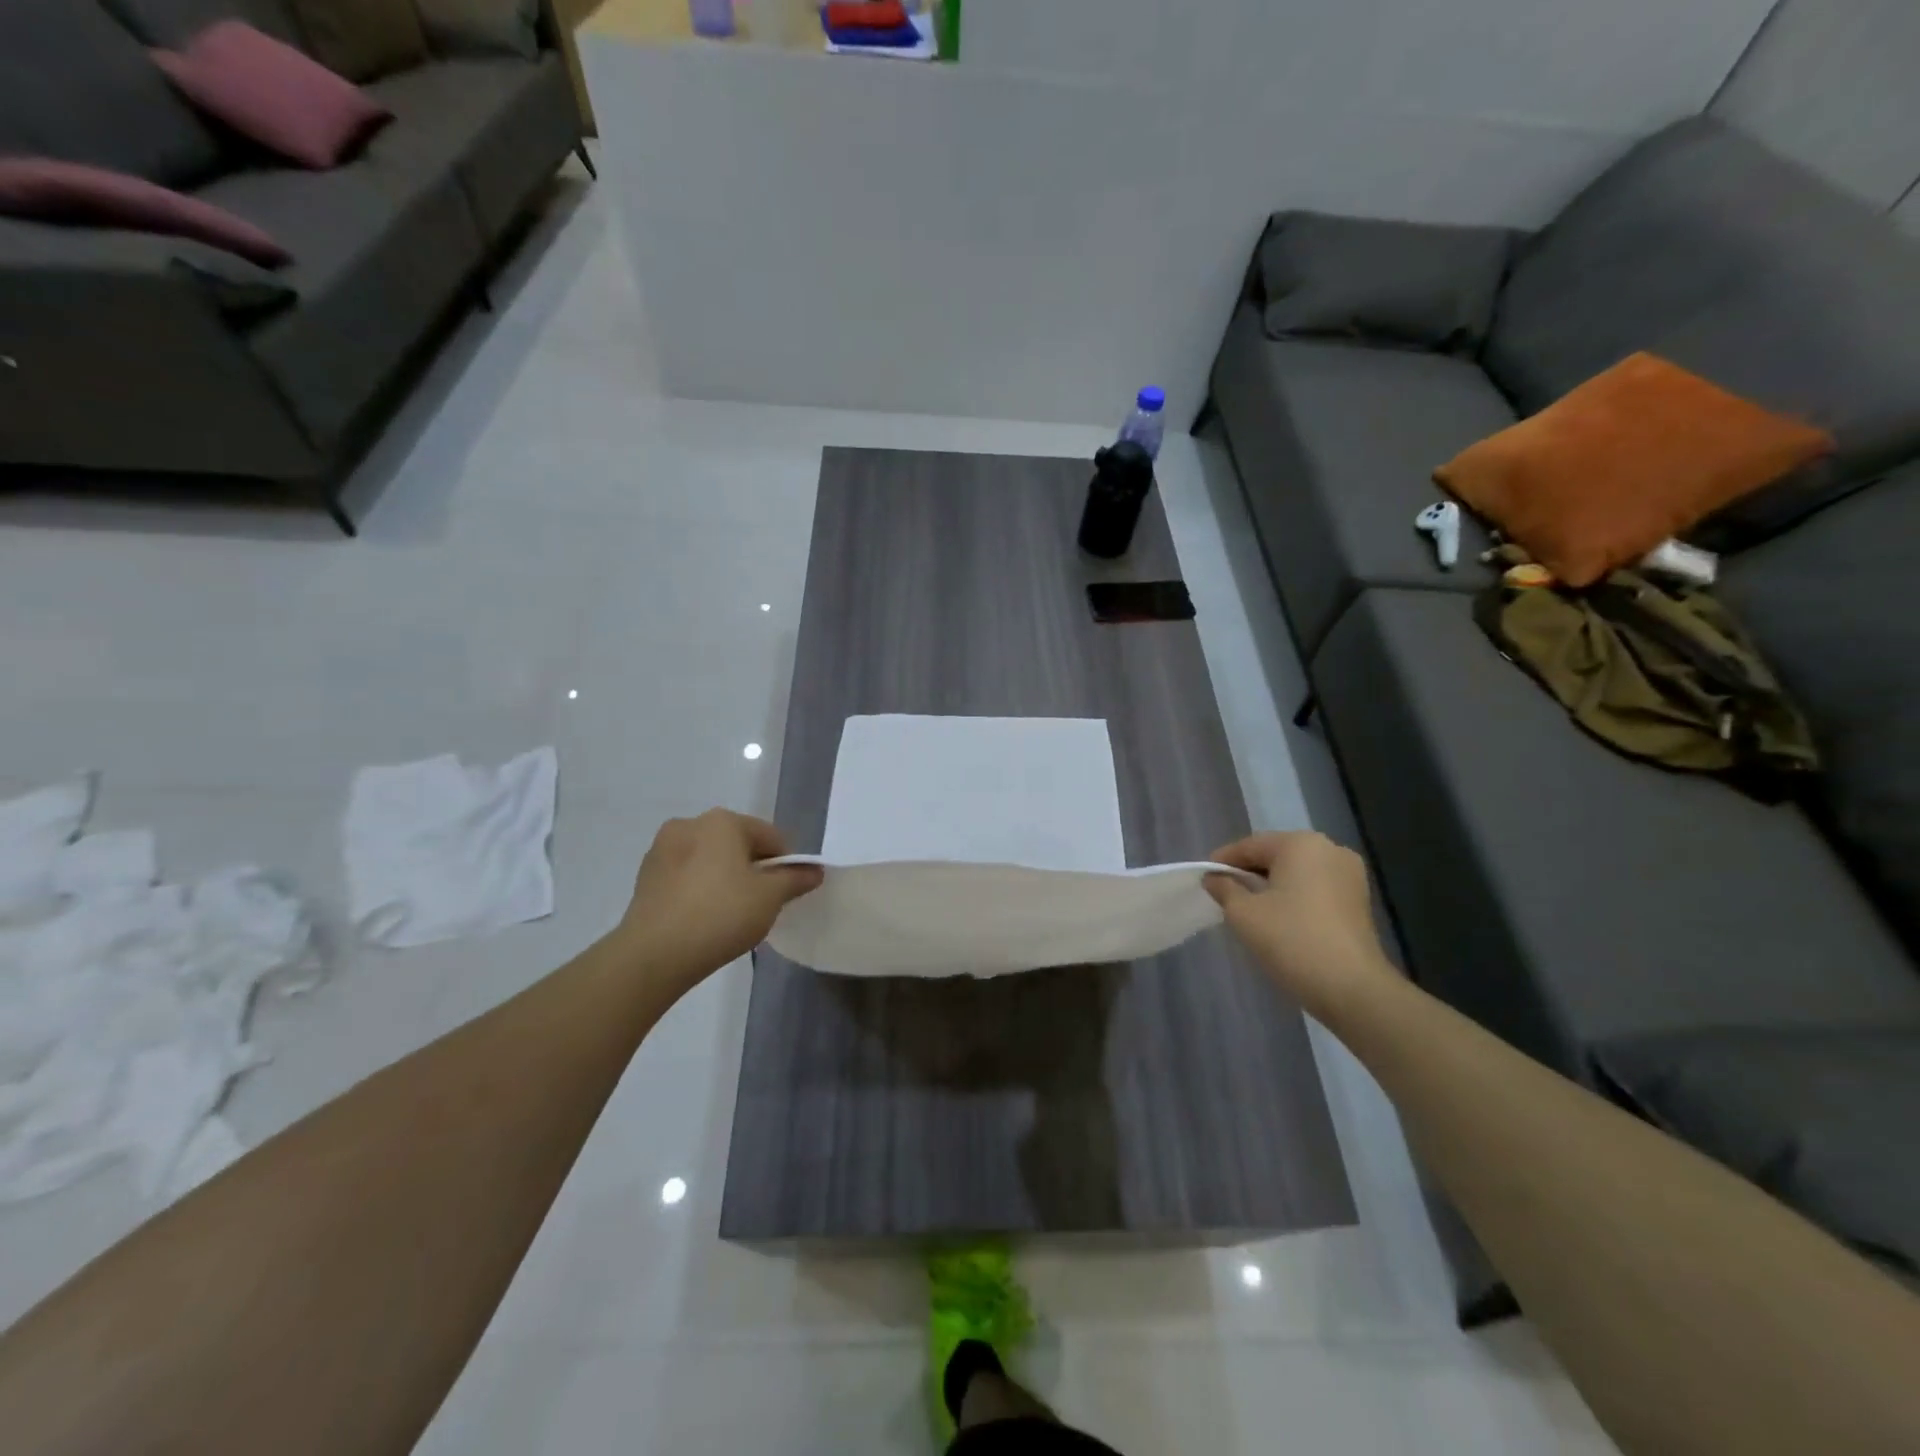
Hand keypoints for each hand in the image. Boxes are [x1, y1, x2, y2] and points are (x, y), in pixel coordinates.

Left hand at [612, 810, 821, 995]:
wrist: (653, 955)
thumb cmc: (720, 915)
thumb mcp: (770, 898)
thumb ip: (795, 879)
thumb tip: (814, 871)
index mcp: (723, 821)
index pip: (771, 837)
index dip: (786, 865)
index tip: (787, 894)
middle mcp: (690, 824)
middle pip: (738, 845)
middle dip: (753, 870)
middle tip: (760, 905)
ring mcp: (662, 849)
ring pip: (710, 860)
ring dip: (725, 879)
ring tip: (730, 915)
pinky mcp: (645, 876)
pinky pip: (686, 876)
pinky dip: (700, 890)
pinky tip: (704, 918)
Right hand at [1205, 832, 1398, 1019]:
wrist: (1352, 988)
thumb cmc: (1291, 940)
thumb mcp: (1243, 913)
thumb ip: (1224, 888)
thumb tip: (1214, 878)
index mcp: (1301, 844)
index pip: (1250, 845)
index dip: (1223, 861)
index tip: (1204, 879)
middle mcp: (1330, 849)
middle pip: (1276, 855)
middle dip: (1249, 873)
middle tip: (1224, 894)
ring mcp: (1350, 875)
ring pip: (1297, 873)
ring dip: (1272, 886)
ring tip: (1249, 908)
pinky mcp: (1359, 900)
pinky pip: (1316, 888)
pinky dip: (1294, 897)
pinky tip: (1279, 919)